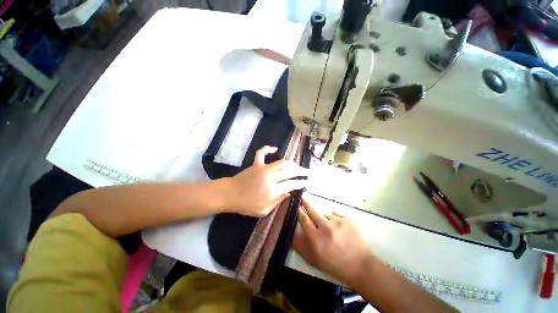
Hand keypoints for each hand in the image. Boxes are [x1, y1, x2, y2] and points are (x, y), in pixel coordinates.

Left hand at [222, 146, 307, 216]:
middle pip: (289, 171)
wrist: (229, 195)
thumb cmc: (246, 205)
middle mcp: (271, 177)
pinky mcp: (256, 164)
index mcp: (273, 190)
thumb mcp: (264, 210)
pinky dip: (268, 149)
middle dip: (300, 171)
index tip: (306, 182)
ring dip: (291, 163)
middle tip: (307, 171)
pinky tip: (275, 148)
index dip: (300, 182)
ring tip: (297, 165)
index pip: (291, 184)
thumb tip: (289, 192)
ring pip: (281, 162)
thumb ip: (278, 201)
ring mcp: (263, 168)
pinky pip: (262, 153)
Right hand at [293, 196, 374, 286]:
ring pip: (324, 213)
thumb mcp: (315, 260)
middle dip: (306, 203)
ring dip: (323, 217)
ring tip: (327, 227)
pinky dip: (333, 218)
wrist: (360, 266)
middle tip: (302, 196)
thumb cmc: (335, 265)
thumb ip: (301, 246)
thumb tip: (292, 234)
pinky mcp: (347, 219)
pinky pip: (335, 213)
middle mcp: (326, 227)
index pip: (304, 220)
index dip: (299, 211)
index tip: (296, 205)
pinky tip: (336, 226)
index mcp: (316, 238)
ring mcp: (338, 222)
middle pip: (312, 211)